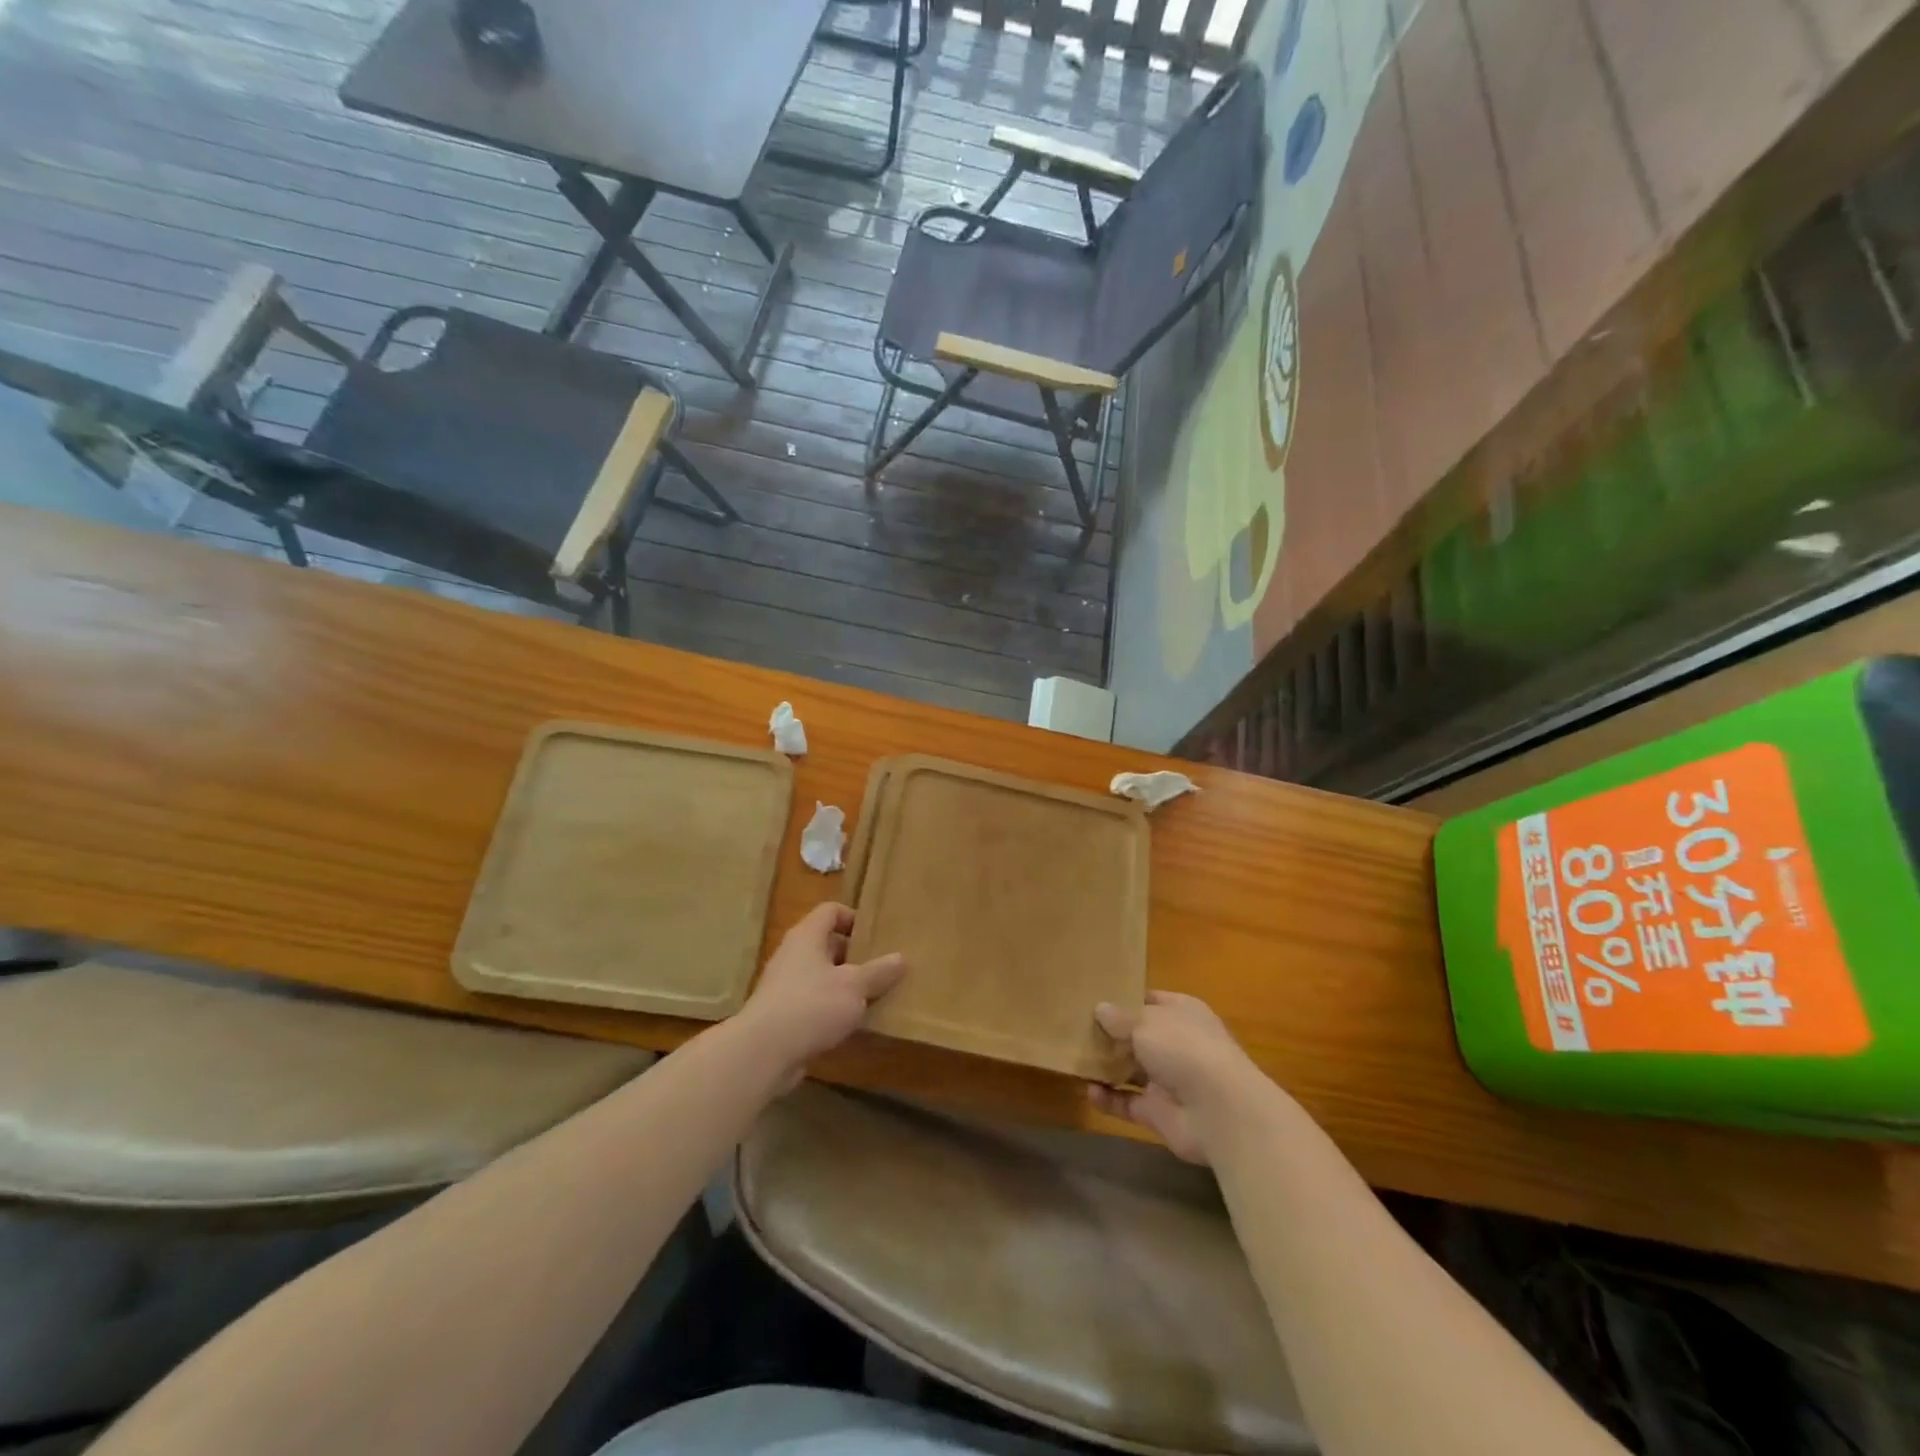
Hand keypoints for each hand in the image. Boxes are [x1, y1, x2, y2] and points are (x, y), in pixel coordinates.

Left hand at [733, 902, 905, 1088]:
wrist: (763, 1052)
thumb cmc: (812, 1005)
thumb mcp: (854, 986)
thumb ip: (879, 971)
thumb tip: (900, 958)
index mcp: (807, 936)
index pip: (831, 911)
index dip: (854, 918)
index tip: (876, 935)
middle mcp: (793, 955)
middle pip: (827, 944)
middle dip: (854, 955)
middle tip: (882, 967)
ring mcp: (784, 986)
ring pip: (821, 977)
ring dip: (844, 986)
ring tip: (873, 997)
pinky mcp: (782, 1015)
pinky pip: (813, 1003)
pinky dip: (831, 1010)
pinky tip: (851, 1025)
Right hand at [1089, 992, 1271, 1163]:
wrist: (1219, 1111)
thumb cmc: (1184, 1048)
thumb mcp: (1145, 1022)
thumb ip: (1119, 1018)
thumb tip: (1099, 1008)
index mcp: (1181, 1012)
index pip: (1149, 1000)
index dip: (1124, 999)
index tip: (1093, 999)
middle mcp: (1176, 1043)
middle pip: (1138, 1036)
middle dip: (1110, 1034)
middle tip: (1075, 1029)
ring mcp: (1169, 1079)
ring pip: (1131, 1069)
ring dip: (1106, 1066)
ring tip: (1075, 1058)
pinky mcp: (1160, 1112)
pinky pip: (1128, 1102)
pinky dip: (1109, 1099)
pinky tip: (1088, 1091)